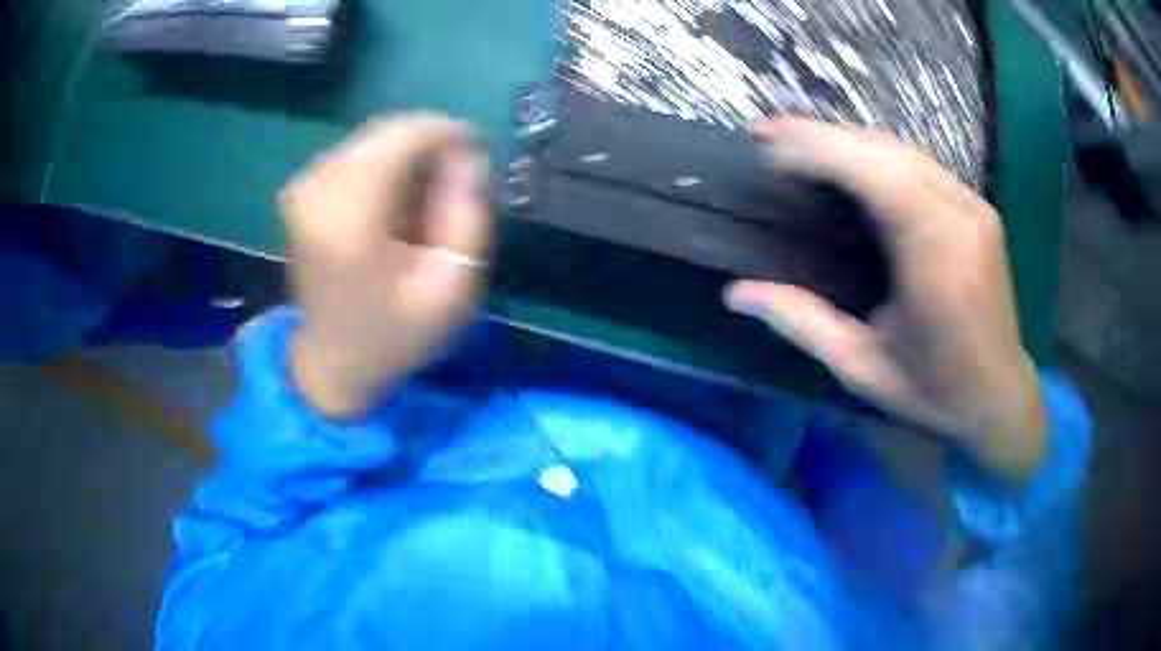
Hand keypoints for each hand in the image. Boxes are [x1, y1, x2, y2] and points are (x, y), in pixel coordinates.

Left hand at [280, 114, 491, 418]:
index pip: (406, 135)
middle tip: (451, 193)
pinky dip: (385, 170)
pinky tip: (394, 209)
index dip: (450, 136)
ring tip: (423, 208)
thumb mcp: (454, 288)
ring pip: (375, 139)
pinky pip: (357, 155)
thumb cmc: (395, 334)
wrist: (333, 364)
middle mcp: (317, 186)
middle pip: (389, 131)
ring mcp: (303, 185)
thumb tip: (467, 157)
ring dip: (408, 161)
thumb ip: (468, 214)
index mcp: (349, 213)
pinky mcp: (301, 190)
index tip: (477, 162)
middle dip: (430, 150)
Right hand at [726, 118, 1045, 480]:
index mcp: (937, 257)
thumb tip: (737, 294)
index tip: (766, 144)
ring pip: (902, 149)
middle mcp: (960, 217)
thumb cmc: (936, 394)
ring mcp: (974, 207)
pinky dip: (875, 155)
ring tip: (797, 143)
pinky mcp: (977, 208)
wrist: (999, 399)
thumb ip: (803, 324)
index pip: (875, 173)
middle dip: (822, 134)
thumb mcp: (864, 369)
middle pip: (885, 149)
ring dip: (847, 140)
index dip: (817, 148)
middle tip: (768, 135)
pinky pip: (919, 164)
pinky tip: (848, 163)